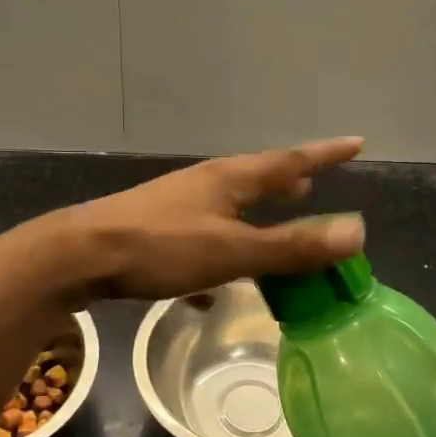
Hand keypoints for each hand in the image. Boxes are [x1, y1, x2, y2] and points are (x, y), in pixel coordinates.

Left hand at [36, 137, 367, 302]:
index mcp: (229, 180)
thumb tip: (357, 231)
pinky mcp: (153, 230)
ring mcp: (175, 205)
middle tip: (312, 183)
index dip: (326, 154)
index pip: (289, 160)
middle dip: (287, 181)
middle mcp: (204, 184)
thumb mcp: (232, 252)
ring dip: (254, 216)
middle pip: (256, 178)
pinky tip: (210, 293)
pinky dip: (217, 257)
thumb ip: (292, 246)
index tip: (357, 143)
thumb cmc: (160, 248)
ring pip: (227, 207)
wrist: (78, 256)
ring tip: (272, 227)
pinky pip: (199, 240)